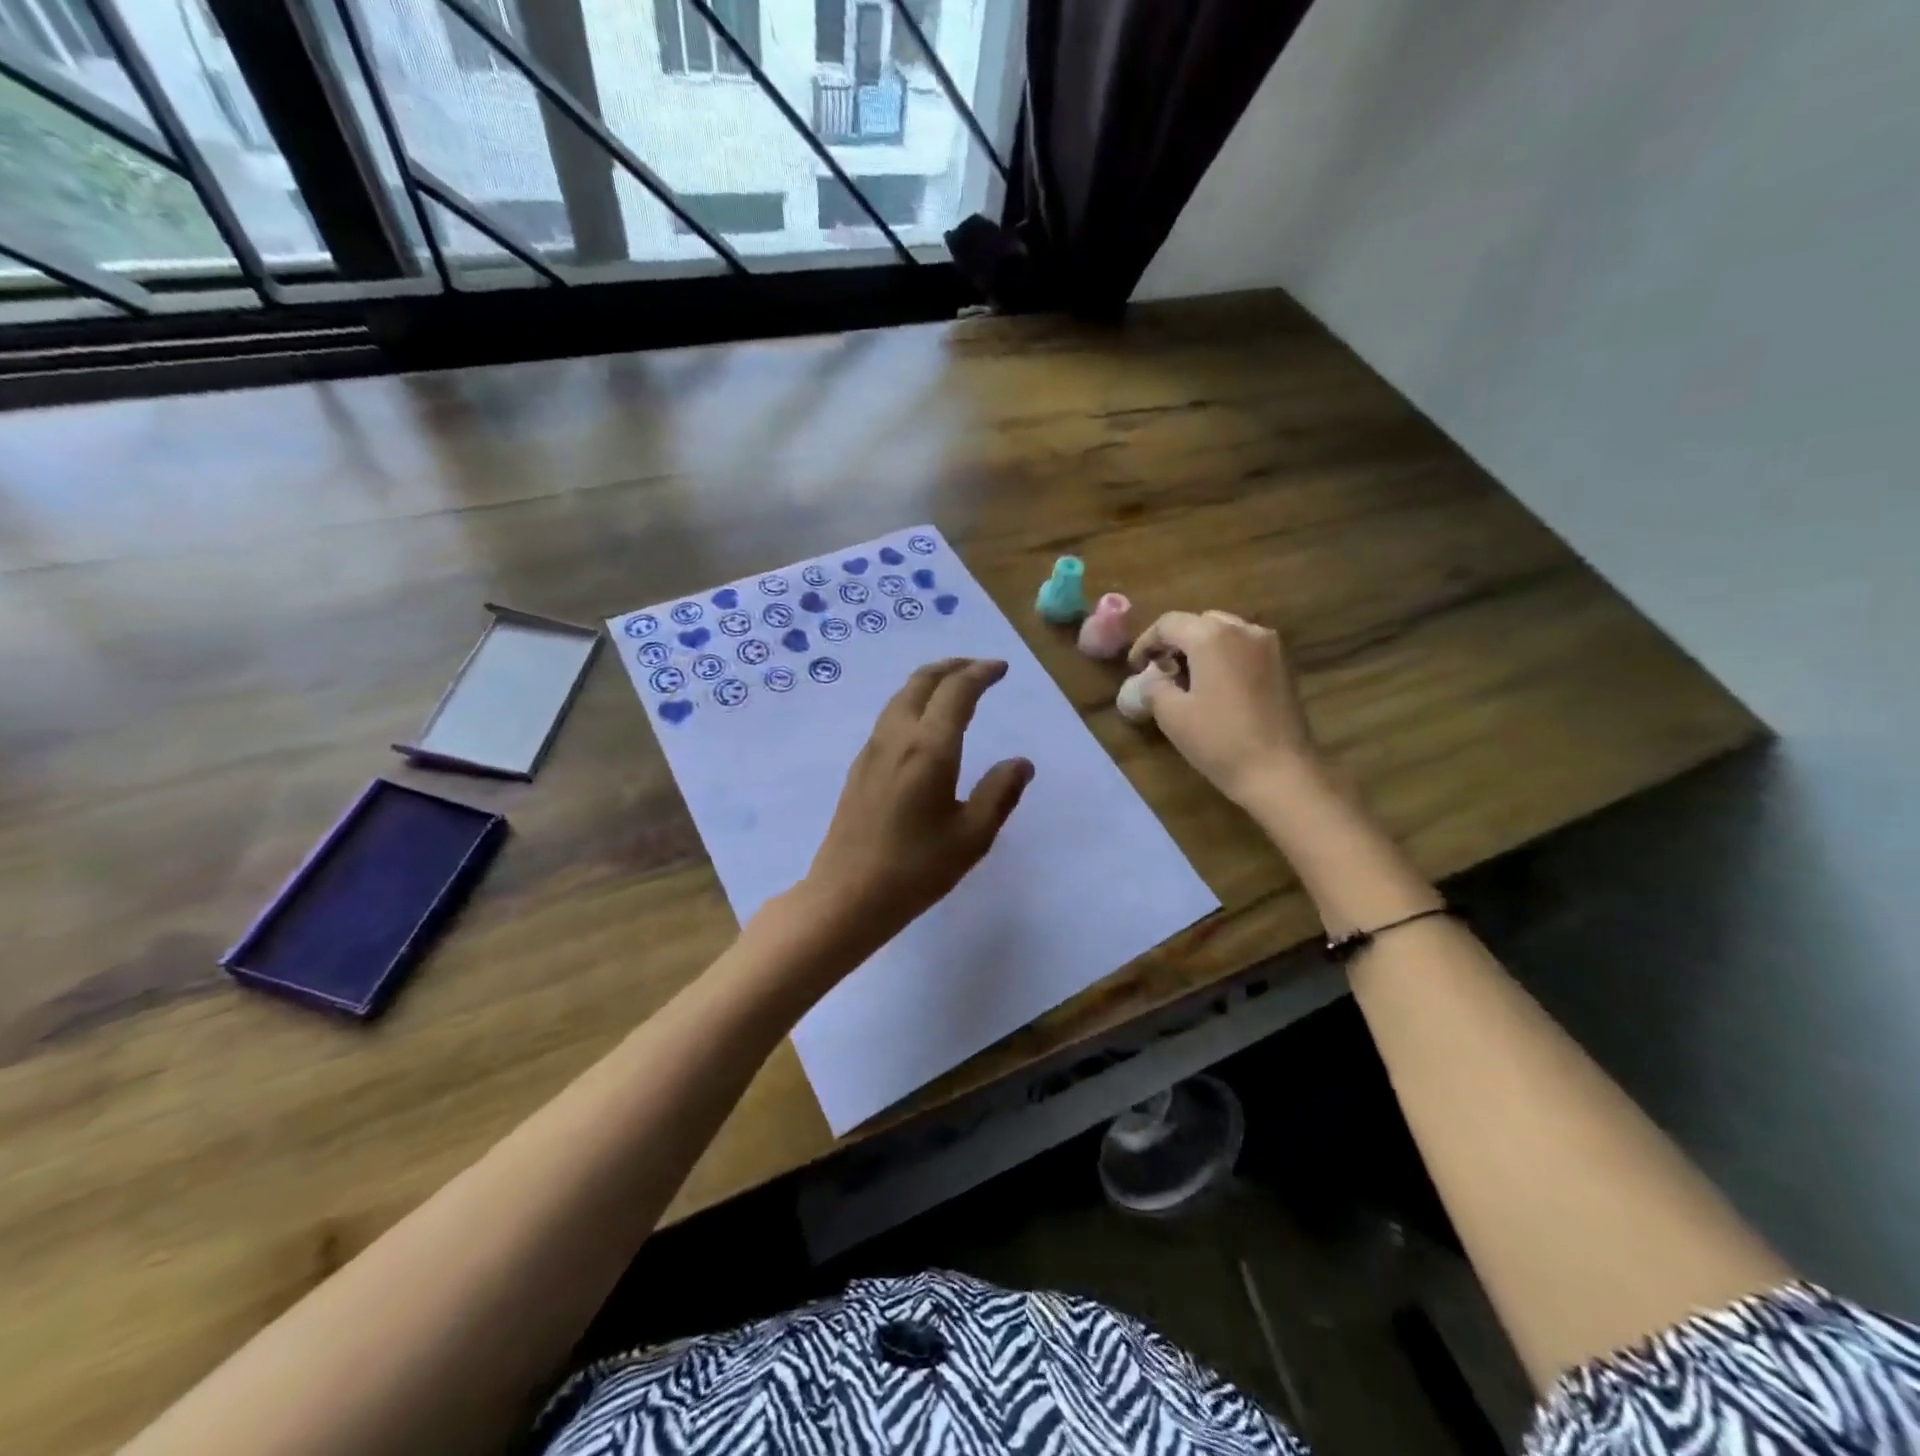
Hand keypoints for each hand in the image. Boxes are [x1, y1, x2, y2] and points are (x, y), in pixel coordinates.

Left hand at [801, 658, 1032, 947]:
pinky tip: (923, 725)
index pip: (957, 691)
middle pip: (922, 682)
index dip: (980, 673)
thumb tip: (1021, 763)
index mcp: (929, 748)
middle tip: (979, 668)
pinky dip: (913, 702)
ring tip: (953, 687)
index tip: (1001, 668)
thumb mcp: (972, 837)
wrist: (846, 896)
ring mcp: (872, 751)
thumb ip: (999, 793)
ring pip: (901, 697)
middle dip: (953, 667)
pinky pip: (889, 717)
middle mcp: (896, 738)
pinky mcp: (859, 768)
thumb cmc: (915, 869)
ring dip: (929, 682)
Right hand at [1128, 611, 1320, 803]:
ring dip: (1203, 648)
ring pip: (1227, 633)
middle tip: (1161, 670)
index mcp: (1212, 637)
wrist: (1279, 772)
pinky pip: (1247, 649)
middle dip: (1177, 642)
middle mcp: (1244, 630)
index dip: (1146, 642)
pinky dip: (1227, 657)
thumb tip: (1153, 678)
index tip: (1135, 667)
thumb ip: (1154, 686)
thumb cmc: (1219, 740)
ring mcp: (1270, 647)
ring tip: (1189, 678)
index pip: (1169, 623)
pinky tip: (1218, 686)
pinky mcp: (1285, 666)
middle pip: (1200, 622)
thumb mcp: (1171, 715)